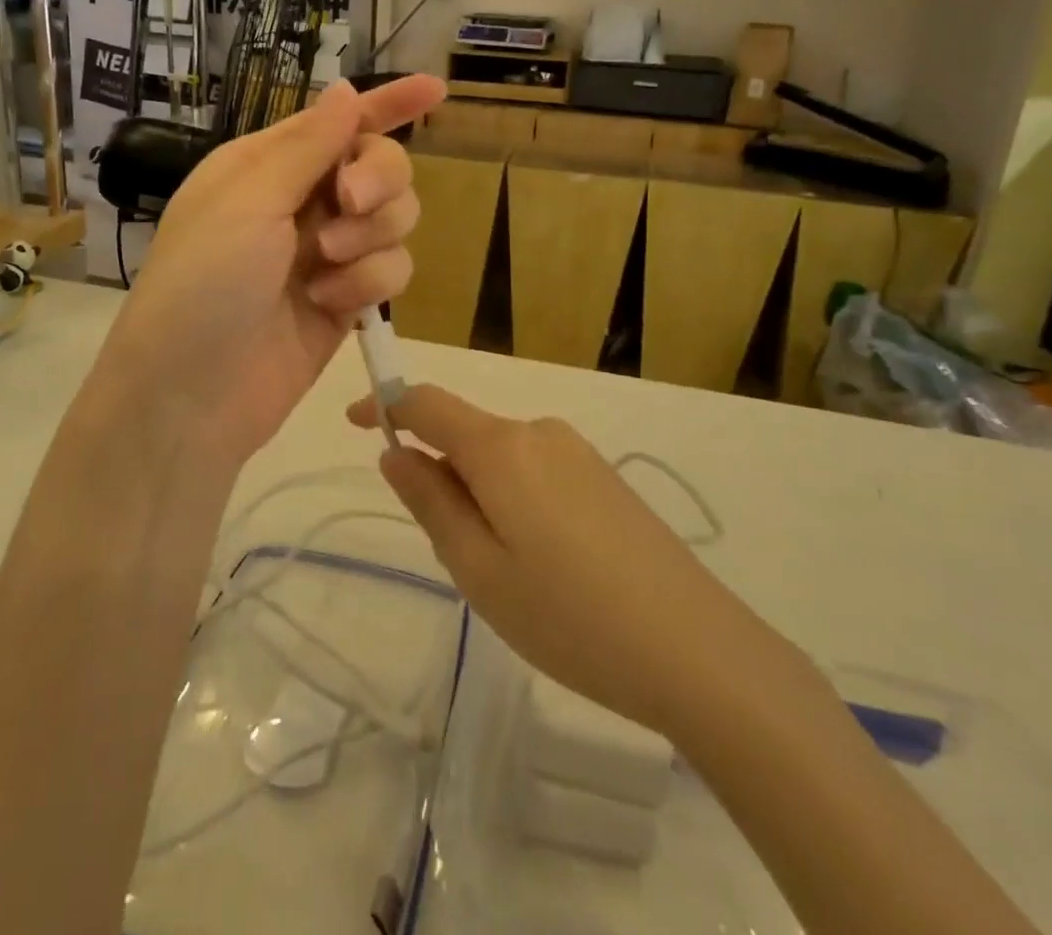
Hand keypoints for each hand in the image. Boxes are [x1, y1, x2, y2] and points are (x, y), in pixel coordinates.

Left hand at [95, 75, 445, 468]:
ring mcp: (328, 253)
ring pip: (396, 219)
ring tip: (324, 268)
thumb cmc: (203, 282)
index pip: (340, 122)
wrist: (191, 393)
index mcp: (269, 165)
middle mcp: (302, 202)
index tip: (435, 90)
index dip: (389, 104)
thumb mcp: (248, 201)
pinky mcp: (348, 300)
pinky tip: (329, 305)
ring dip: (369, 238)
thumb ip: (307, 146)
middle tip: (349, 203)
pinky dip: (367, 284)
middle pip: (382, 166)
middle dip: (378, 181)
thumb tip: (347, 89)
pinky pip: (392, 270)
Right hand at [348, 385, 707, 734]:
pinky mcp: (604, 477)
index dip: (386, 405)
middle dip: (443, 477)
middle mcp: (539, 432)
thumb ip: (431, 502)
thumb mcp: (478, 570)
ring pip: (502, 459)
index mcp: (501, 447)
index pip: (427, 403)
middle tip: (455, 558)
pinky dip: (516, 502)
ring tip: (509, 577)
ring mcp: (577, 452)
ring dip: (482, 497)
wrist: (696, 649)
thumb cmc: (569, 616)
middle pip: (466, 435)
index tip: (355, 422)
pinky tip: (548, 569)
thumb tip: (396, 453)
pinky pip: (536, 473)